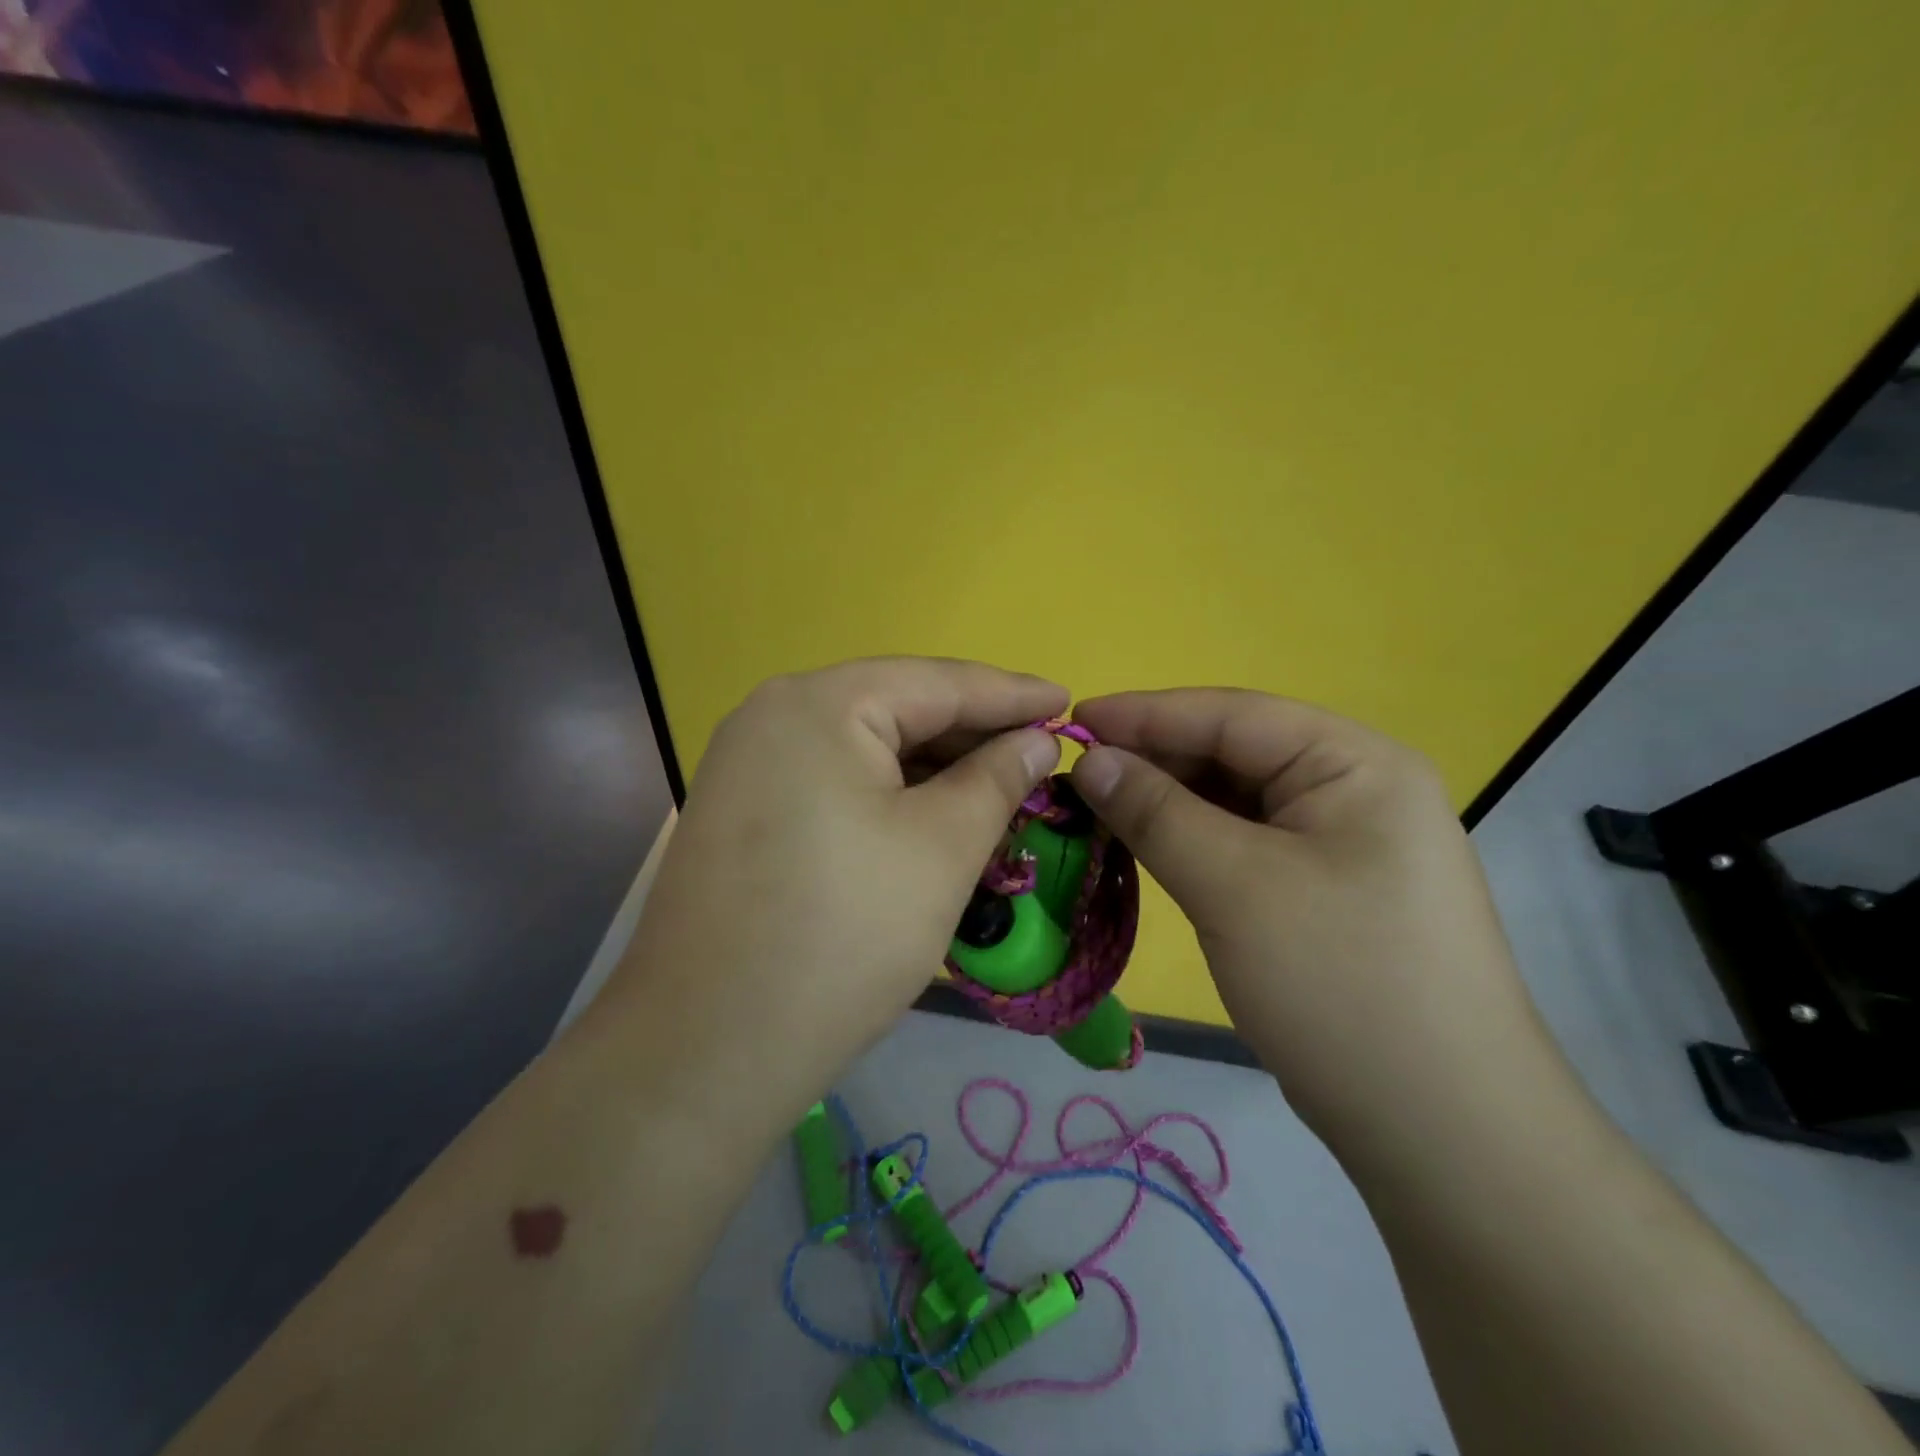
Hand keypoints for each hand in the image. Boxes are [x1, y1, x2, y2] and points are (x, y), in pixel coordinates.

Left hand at [604, 658, 1067, 1106]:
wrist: (706, 1050)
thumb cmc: (844, 936)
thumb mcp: (942, 849)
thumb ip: (996, 779)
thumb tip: (1035, 741)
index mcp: (819, 704)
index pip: (937, 682)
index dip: (1011, 694)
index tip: (1068, 702)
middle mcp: (772, 715)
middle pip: (895, 708)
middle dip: (971, 733)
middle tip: (1038, 753)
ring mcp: (747, 764)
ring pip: (863, 748)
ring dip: (932, 768)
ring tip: (997, 786)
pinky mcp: (741, 812)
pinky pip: (832, 781)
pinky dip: (888, 794)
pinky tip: (930, 815)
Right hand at [1068, 689, 1569, 1158]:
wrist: (1441, 1132)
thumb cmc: (1340, 983)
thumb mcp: (1235, 886)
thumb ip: (1156, 812)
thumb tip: (1089, 760)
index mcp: (1356, 763)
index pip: (1233, 715)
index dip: (1145, 714)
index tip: (1071, 723)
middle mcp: (1353, 790)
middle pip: (1233, 754)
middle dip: (1152, 762)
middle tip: (1074, 777)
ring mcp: (1340, 844)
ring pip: (1233, 802)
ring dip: (1165, 804)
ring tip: (1095, 810)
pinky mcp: (1321, 892)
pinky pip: (1242, 844)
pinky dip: (1188, 842)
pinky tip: (1142, 848)